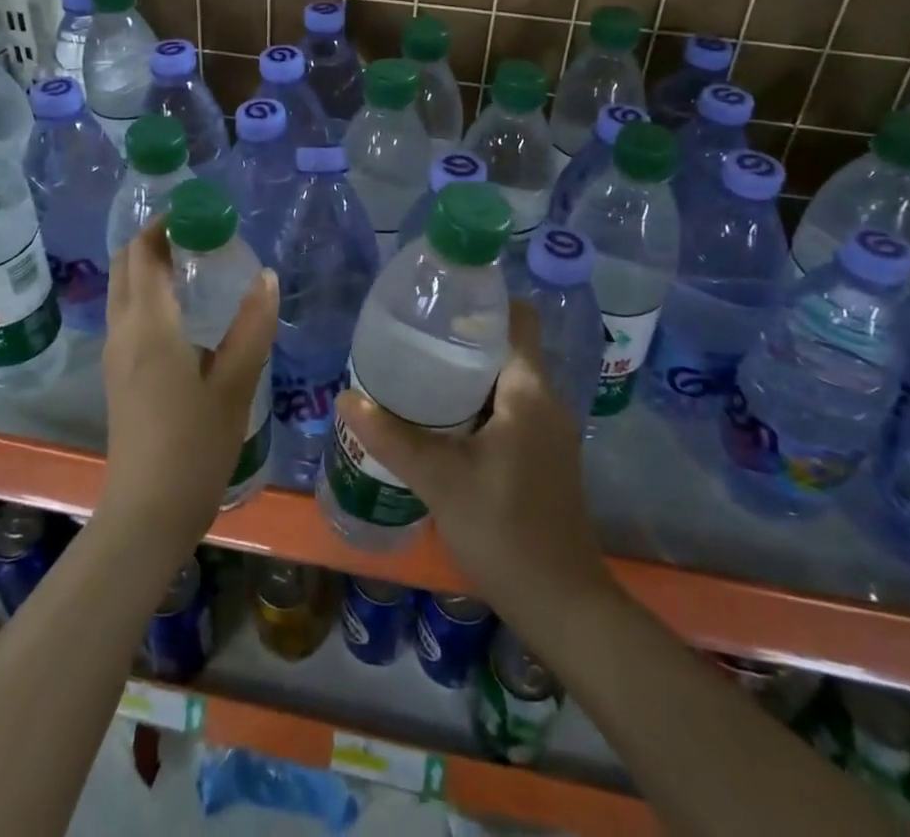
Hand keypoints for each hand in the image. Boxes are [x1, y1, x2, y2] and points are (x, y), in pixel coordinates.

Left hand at [100, 218, 276, 552]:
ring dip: (151, 264)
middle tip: (203, 234)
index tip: (203, 213)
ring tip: (198, 262)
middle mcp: (122, 330)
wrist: (147, 511)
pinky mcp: (118, 373)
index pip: (144, 252)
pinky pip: (127, 312)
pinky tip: (186, 307)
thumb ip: (252, 325)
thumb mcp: (235, 383)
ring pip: (124, 288)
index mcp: (148, 325)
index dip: (168, 223)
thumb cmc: (194, 445)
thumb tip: (267, 277)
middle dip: (157, 238)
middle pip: (127, 264)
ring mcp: (115, 353)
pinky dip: (149, 291)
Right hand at [335, 303, 614, 627]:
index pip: (516, 318)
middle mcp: (545, 401)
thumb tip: (345, 399)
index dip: (481, 302)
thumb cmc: (505, 530)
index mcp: (529, 390)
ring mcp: (548, 432)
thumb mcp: (440, 480)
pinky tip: (440, 424)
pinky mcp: (543, 457)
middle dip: (460, 340)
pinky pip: (508, 410)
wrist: (564, 606)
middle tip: (411, 340)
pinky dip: (476, 405)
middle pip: (505, 348)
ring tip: (416, 375)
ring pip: (505, 381)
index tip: (437, 303)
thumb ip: (391, 437)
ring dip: (465, 375)